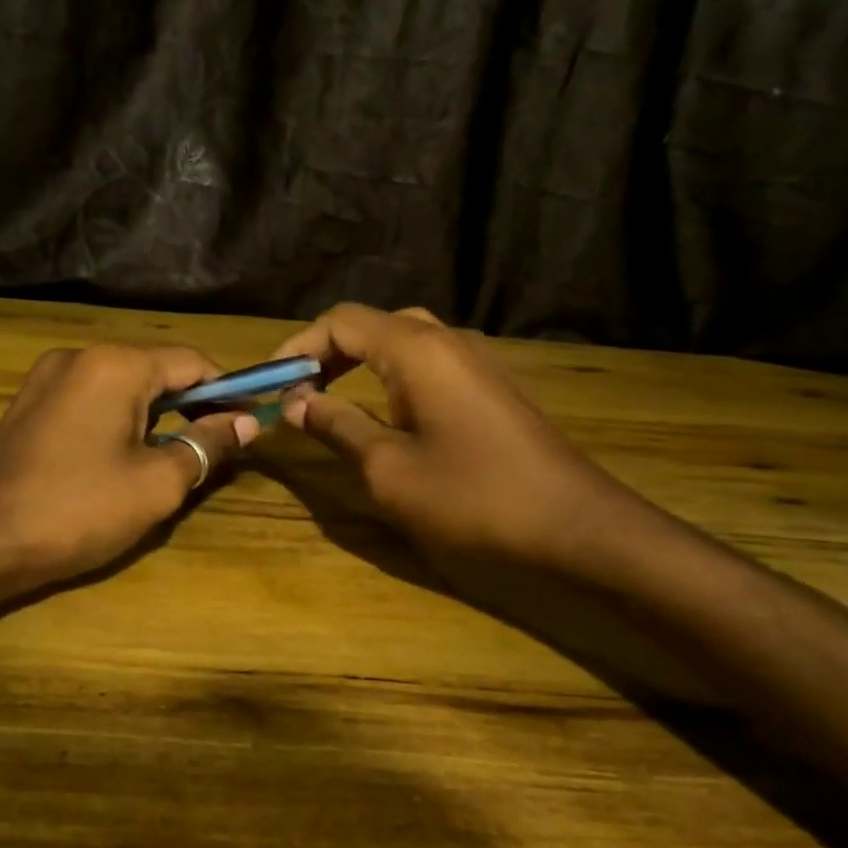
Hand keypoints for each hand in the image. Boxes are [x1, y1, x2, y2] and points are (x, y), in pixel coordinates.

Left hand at [0, 344, 255, 585]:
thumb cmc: (78, 509)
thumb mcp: (157, 483)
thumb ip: (206, 444)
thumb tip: (245, 423)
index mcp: (115, 365)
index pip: (192, 362)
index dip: (227, 391)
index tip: (248, 424)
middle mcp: (80, 356)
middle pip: (156, 370)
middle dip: (191, 405)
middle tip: (215, 448)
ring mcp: (47, 378)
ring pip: (122, 387)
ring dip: (155, 416)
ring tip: (173, 459)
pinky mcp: (28, 404)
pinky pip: (90, 400)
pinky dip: (119, 421)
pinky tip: (123, 458)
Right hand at [270, 305, 637, 574]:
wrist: (575, 526)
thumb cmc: (472, 497)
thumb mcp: (388, 468)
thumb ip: (337, 426)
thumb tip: (296, 403)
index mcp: (416, 349)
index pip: (341, 322)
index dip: (299, 347)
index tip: (272, 384)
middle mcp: (447, 340)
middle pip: (372, 325)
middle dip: (328, 353)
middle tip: (299, 392)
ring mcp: (476, 361)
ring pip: (403, 341)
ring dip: (360, 364)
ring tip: (330, 400)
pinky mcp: (491, 386)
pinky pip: (429, 363)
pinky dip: (392, 376)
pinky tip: (384, 412)